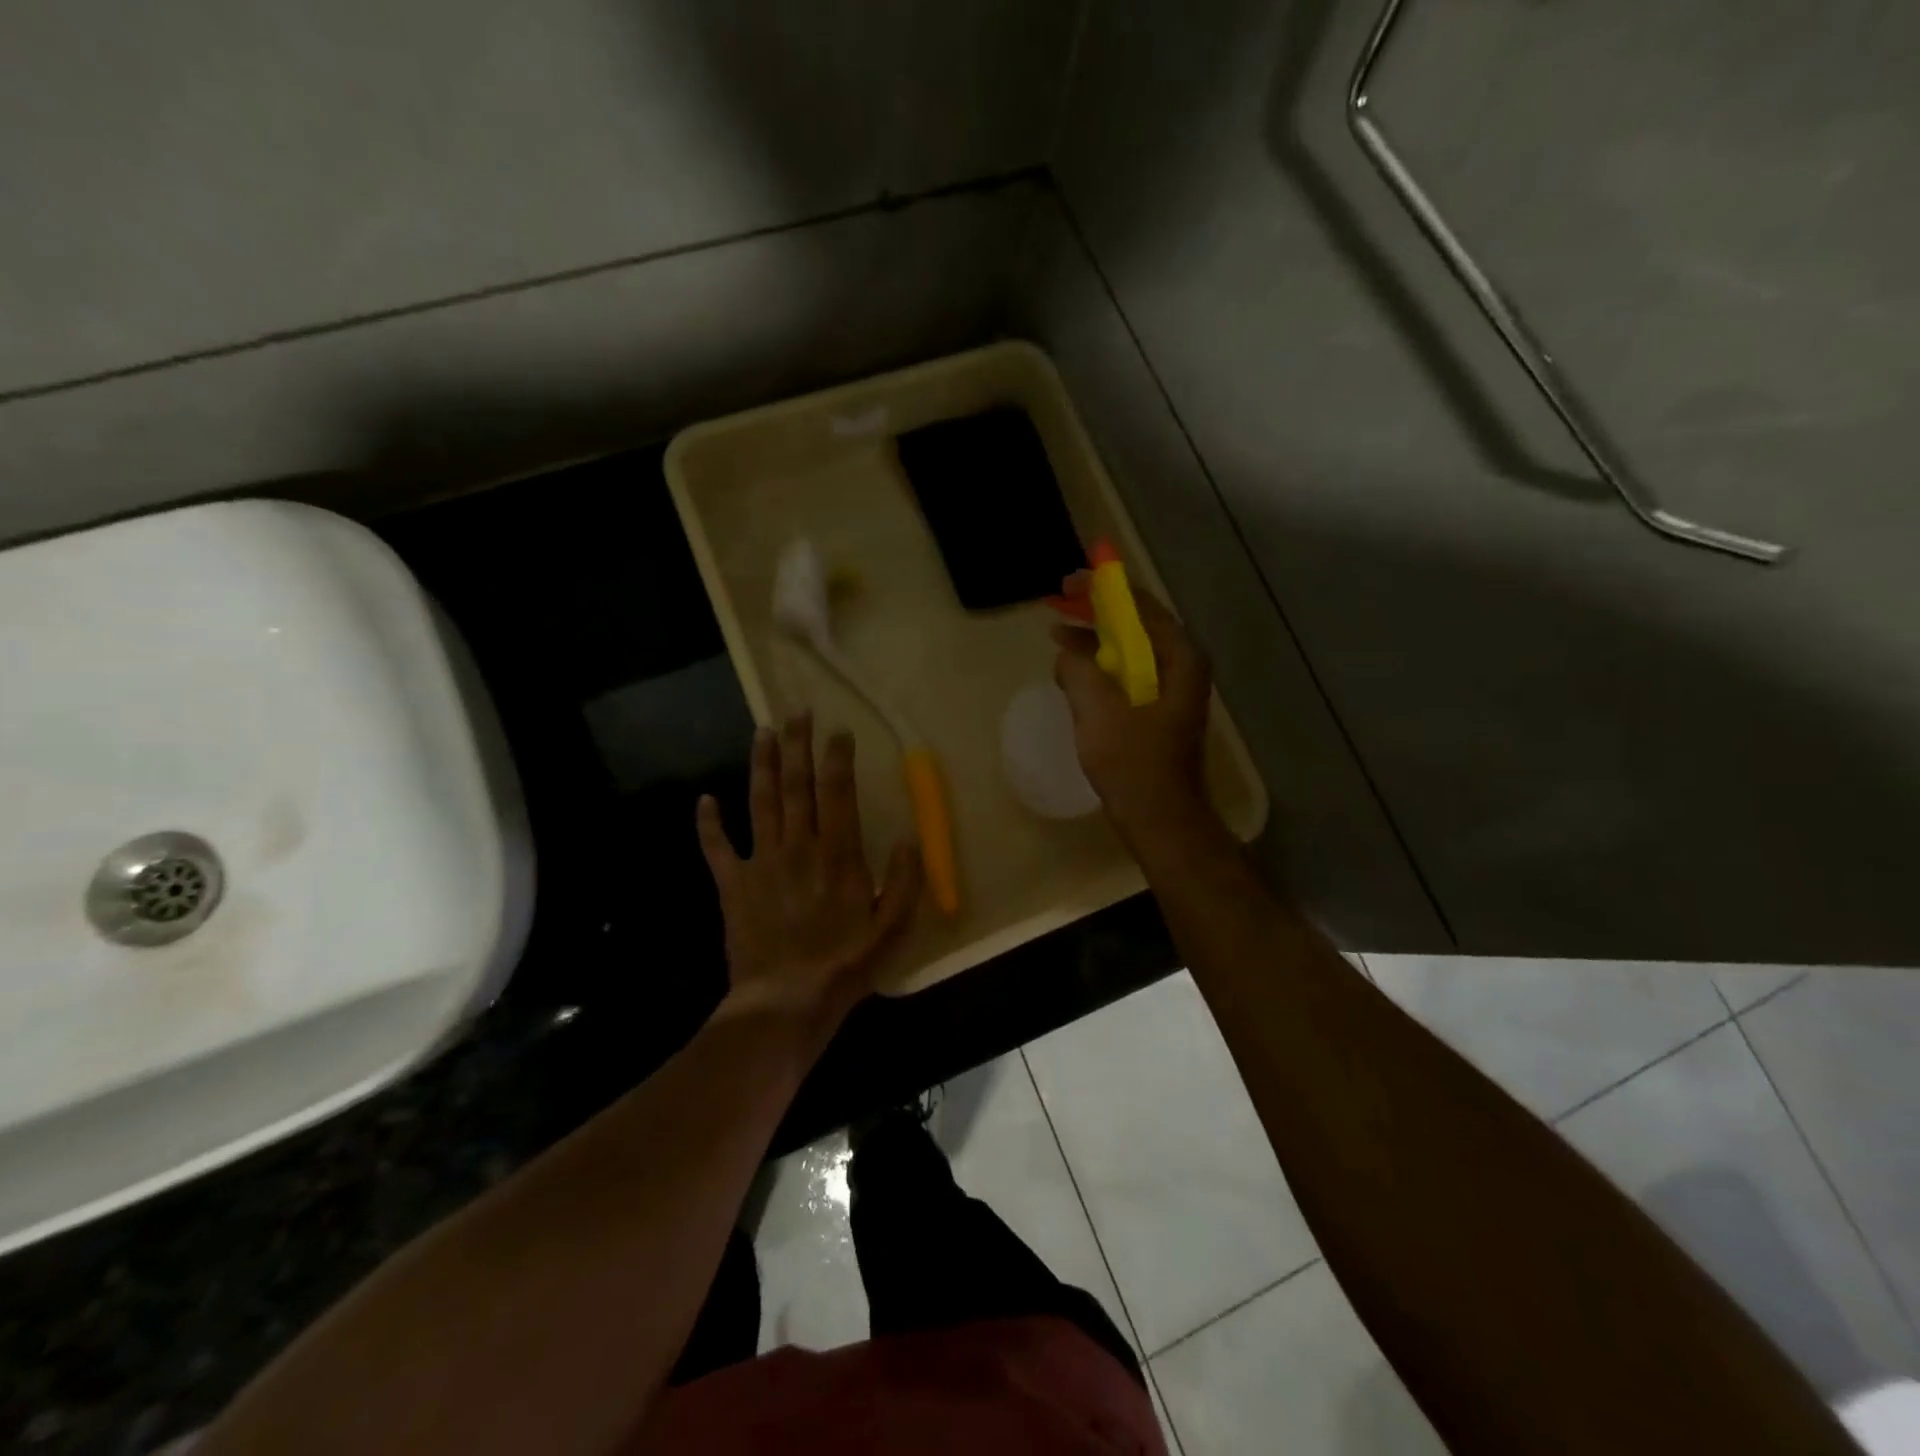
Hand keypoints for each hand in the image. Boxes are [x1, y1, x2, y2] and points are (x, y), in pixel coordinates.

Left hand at [697, 712, 920, 1034]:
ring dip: (761, 765)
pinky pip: (717, 848)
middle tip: (797, 711)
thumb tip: (909, 836)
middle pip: (796, 785)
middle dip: (798, 744)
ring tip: (762, 732)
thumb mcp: (893, 927)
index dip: (837, 757)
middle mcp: (798, 847)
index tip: (838, 731)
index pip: (837, 792)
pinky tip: (704, 800)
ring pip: (760, 802)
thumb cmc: (845, 965)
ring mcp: (761, 863)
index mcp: (838, 854)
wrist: (785, 1002)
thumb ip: (904, 880)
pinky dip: (708, 824)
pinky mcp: (733, 885)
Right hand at [1052, 574, 1216, 844]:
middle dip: (1097, 612)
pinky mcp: (1156, 712)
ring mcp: (1170, 691)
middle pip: (1136, 625)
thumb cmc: (1133, 762)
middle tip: (1060, 599)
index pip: (1141, 606)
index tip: (1070, 581)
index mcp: (1179, 658)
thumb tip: (1067, 652)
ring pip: (1129, 651)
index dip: (1104, 589)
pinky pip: (1126, 676)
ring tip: (1059, 630)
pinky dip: (1100, 667)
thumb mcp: (1097, 709)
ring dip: (1096, 640)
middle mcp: (1181, 667)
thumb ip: (1078, 669)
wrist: (1160, 819)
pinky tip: (1073, 669)